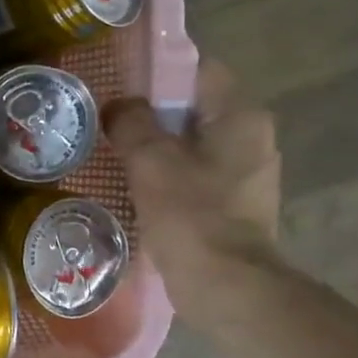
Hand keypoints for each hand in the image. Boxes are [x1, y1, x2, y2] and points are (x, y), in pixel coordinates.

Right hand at [105, 62, 281, 323]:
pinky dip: (165, 174)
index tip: (119, 81)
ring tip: (112, 149)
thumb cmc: (191, 215)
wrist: (226, 287)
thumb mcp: (151, 160)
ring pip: (190, 143)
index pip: (198, 70)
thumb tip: (119, 106)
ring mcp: (245, 174)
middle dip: (150, 111)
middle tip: (107, 117)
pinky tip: (132, 184)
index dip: (157, 70)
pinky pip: (192, 174)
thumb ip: (132, 121)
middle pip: (192, 107)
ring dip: (154, 145)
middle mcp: (251, 138)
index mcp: (241, 116)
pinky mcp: (232, 204)